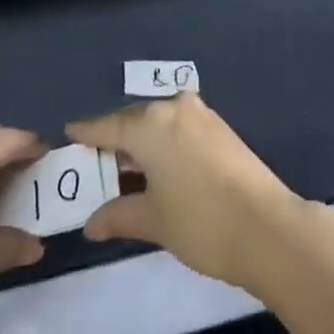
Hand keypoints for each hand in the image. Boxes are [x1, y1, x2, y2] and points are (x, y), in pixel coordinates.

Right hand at [67, 94, 310, 293]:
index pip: (109, 126)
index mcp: (150, 124)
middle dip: (115, 139)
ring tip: (124, 168)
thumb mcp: (152, 221)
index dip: (87, 133)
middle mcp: (174, 108)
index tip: (69, 132)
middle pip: (134, 121)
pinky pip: (178, 127)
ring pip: (159, 123)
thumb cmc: (199, 220)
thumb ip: (119, 215)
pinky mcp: (219, 127)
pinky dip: (163, 143)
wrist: (264, 225)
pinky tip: (157, 167)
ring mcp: (200, 115)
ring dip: (141, 142)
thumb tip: (91, 223)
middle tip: (95, 160)